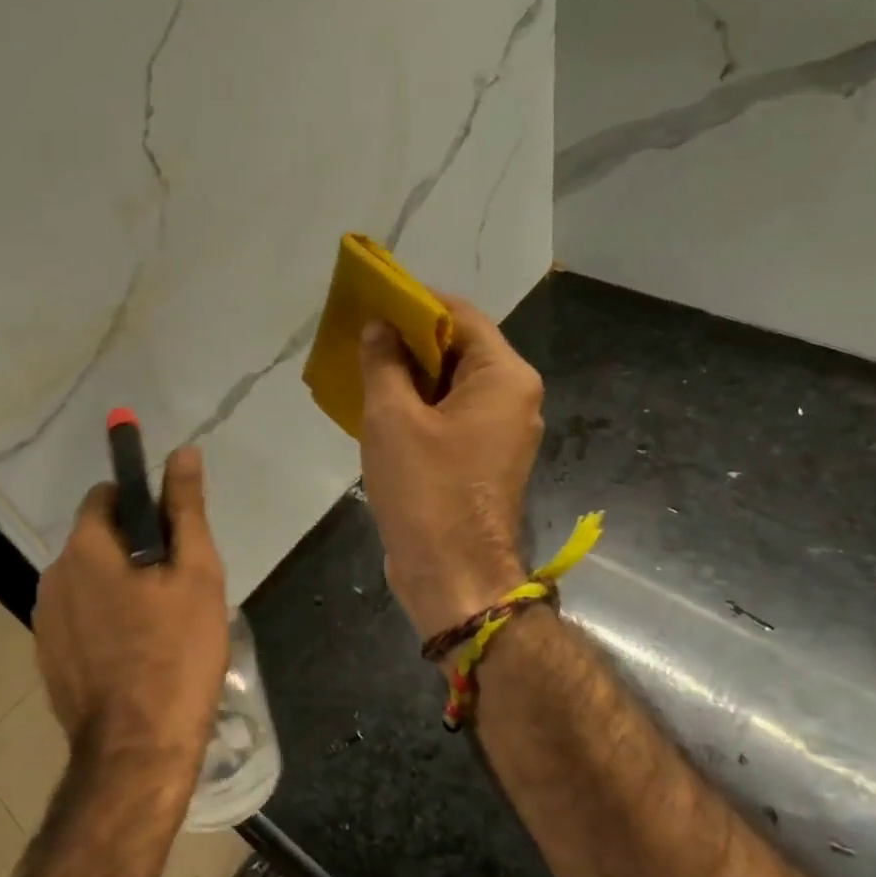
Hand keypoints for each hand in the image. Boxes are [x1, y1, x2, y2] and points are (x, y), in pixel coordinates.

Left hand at [33, 447, 228, 786]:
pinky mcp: (47, 656)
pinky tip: (136, 654)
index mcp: (85, 547)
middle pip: (99, 538)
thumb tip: (183, 452)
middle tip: (178, 587)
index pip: (107, 495)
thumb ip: (185, 508)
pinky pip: (80, 617)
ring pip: (90, 580)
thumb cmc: (176, 654)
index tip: (174, 535)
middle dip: (136, 549)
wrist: (137, 751)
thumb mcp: (195, 573)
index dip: (143, 504)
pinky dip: (105, 621)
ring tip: (161, 625)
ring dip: (121, 586)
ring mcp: (45, 620)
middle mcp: (53, 575)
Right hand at [359, 294, 544, 639]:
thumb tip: (378, 327)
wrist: (453, 575)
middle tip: (361, 335)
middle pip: (460, 349)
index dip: (415, 302)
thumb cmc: (425, 490)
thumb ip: (384, 363)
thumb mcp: (392, 418)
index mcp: (504, 377)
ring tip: (364, 367)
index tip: (373, 300)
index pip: (460, 315)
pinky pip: (452, 415)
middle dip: (409, 340)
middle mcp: (514, 397)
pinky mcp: (485, 459)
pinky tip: (381, 407)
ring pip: (453, 385)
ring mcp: (503, 431)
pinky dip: (421, 406)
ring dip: (411, 375)